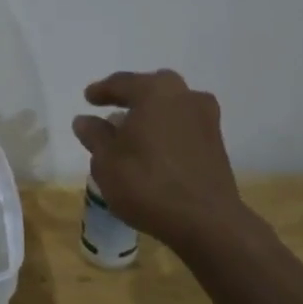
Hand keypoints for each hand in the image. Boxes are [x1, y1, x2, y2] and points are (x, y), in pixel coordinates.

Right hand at [71, 70, 245, 252]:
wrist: (206, 221)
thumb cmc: (147, 183)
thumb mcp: (106, 161)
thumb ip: (95, 135)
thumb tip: (85, 120)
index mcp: (155, 91)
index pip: (122, 82)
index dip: (101, 91)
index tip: (88, 99)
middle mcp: (184, 96)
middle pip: (152, 88)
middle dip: (132, 97)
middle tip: (113, 109)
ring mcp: (206, 119)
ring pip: (172, 106)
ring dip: (152, 114)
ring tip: (134, 133)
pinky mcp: (217, 143)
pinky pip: (184, 126)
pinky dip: (168, 131)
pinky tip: (155, 149)